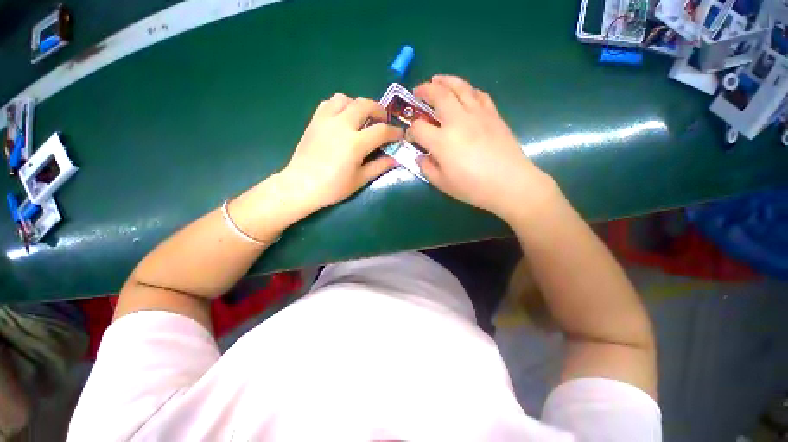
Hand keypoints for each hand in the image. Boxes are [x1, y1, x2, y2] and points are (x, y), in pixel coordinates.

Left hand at [281, 93, 402, 211]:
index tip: (399, 135)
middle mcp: (342, 126)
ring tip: (361, 117)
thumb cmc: (333, 187)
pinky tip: (342, 118)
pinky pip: (328, 103)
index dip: (394, 132)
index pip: (381, 130)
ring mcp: (326, 121)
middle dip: (379, 109)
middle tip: (383, 120)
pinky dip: (339, 106)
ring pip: (345, 99)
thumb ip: (379, 166)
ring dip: (358, 104)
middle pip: (365, 104)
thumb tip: (395, 159)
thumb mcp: (360, 180)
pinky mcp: (314, 121)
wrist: (301, 186)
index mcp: (355, 143)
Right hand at [408, 75, 556, 221]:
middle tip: (418, 91)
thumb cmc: (473, 187)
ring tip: (437, 79)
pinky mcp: (493, 115)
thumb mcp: (443, 183)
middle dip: (425, 90)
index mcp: (442, 141)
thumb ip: (427, 168)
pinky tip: (465, 92)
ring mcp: (477, 115)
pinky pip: (479, 95)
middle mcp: (457, 121)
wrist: (509, 183)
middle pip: (438, 95)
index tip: (410, 136)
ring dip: (446, 80)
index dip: (411, 131)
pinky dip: (469, 90)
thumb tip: (421, 157)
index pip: (419, 128)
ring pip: (460, 88)